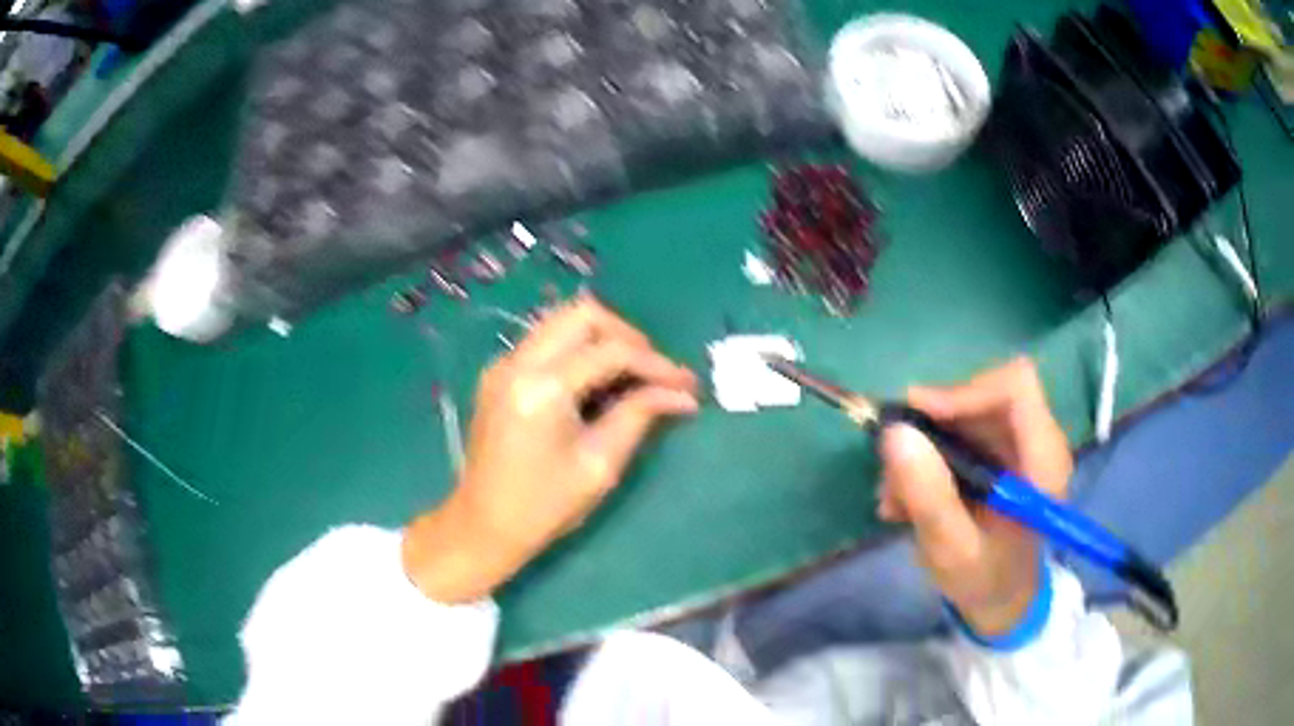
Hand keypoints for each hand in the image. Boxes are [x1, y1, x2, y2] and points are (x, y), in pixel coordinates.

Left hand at [403, 295, 698, 602]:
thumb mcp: (600, 464)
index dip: (657, 364)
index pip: (611, 351)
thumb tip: (682, 394)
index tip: (688, 384)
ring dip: (602, 338)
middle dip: (627, 335)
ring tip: (631, 375)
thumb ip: (640, 415)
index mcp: (542, 387)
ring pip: (562, 320)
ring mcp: (503, 364)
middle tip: (655, 371)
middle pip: (582, 314)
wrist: (483, 526)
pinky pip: (546, 341)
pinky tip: (596, 383)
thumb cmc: (544, 506)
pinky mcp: (499, 374)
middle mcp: (517, 362)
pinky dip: (578, 350)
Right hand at [877, 358, 1072, 636]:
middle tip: (894, 468)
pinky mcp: (1000, 448)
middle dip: (933, 426)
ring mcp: (1018, 442)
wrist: (1001, 598)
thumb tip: (895, 433)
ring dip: (924, 445)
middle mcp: (1036, 440)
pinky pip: (959, 429)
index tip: (919, 419)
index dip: (966, 392)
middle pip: (983, 393)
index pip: (1016, 387)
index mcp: (1043, 462)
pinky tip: (909, 496)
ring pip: (965, 410)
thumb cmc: (985, 581)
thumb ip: (929, 497)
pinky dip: (928, 455)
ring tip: (896, 496)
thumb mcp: (952, 550)